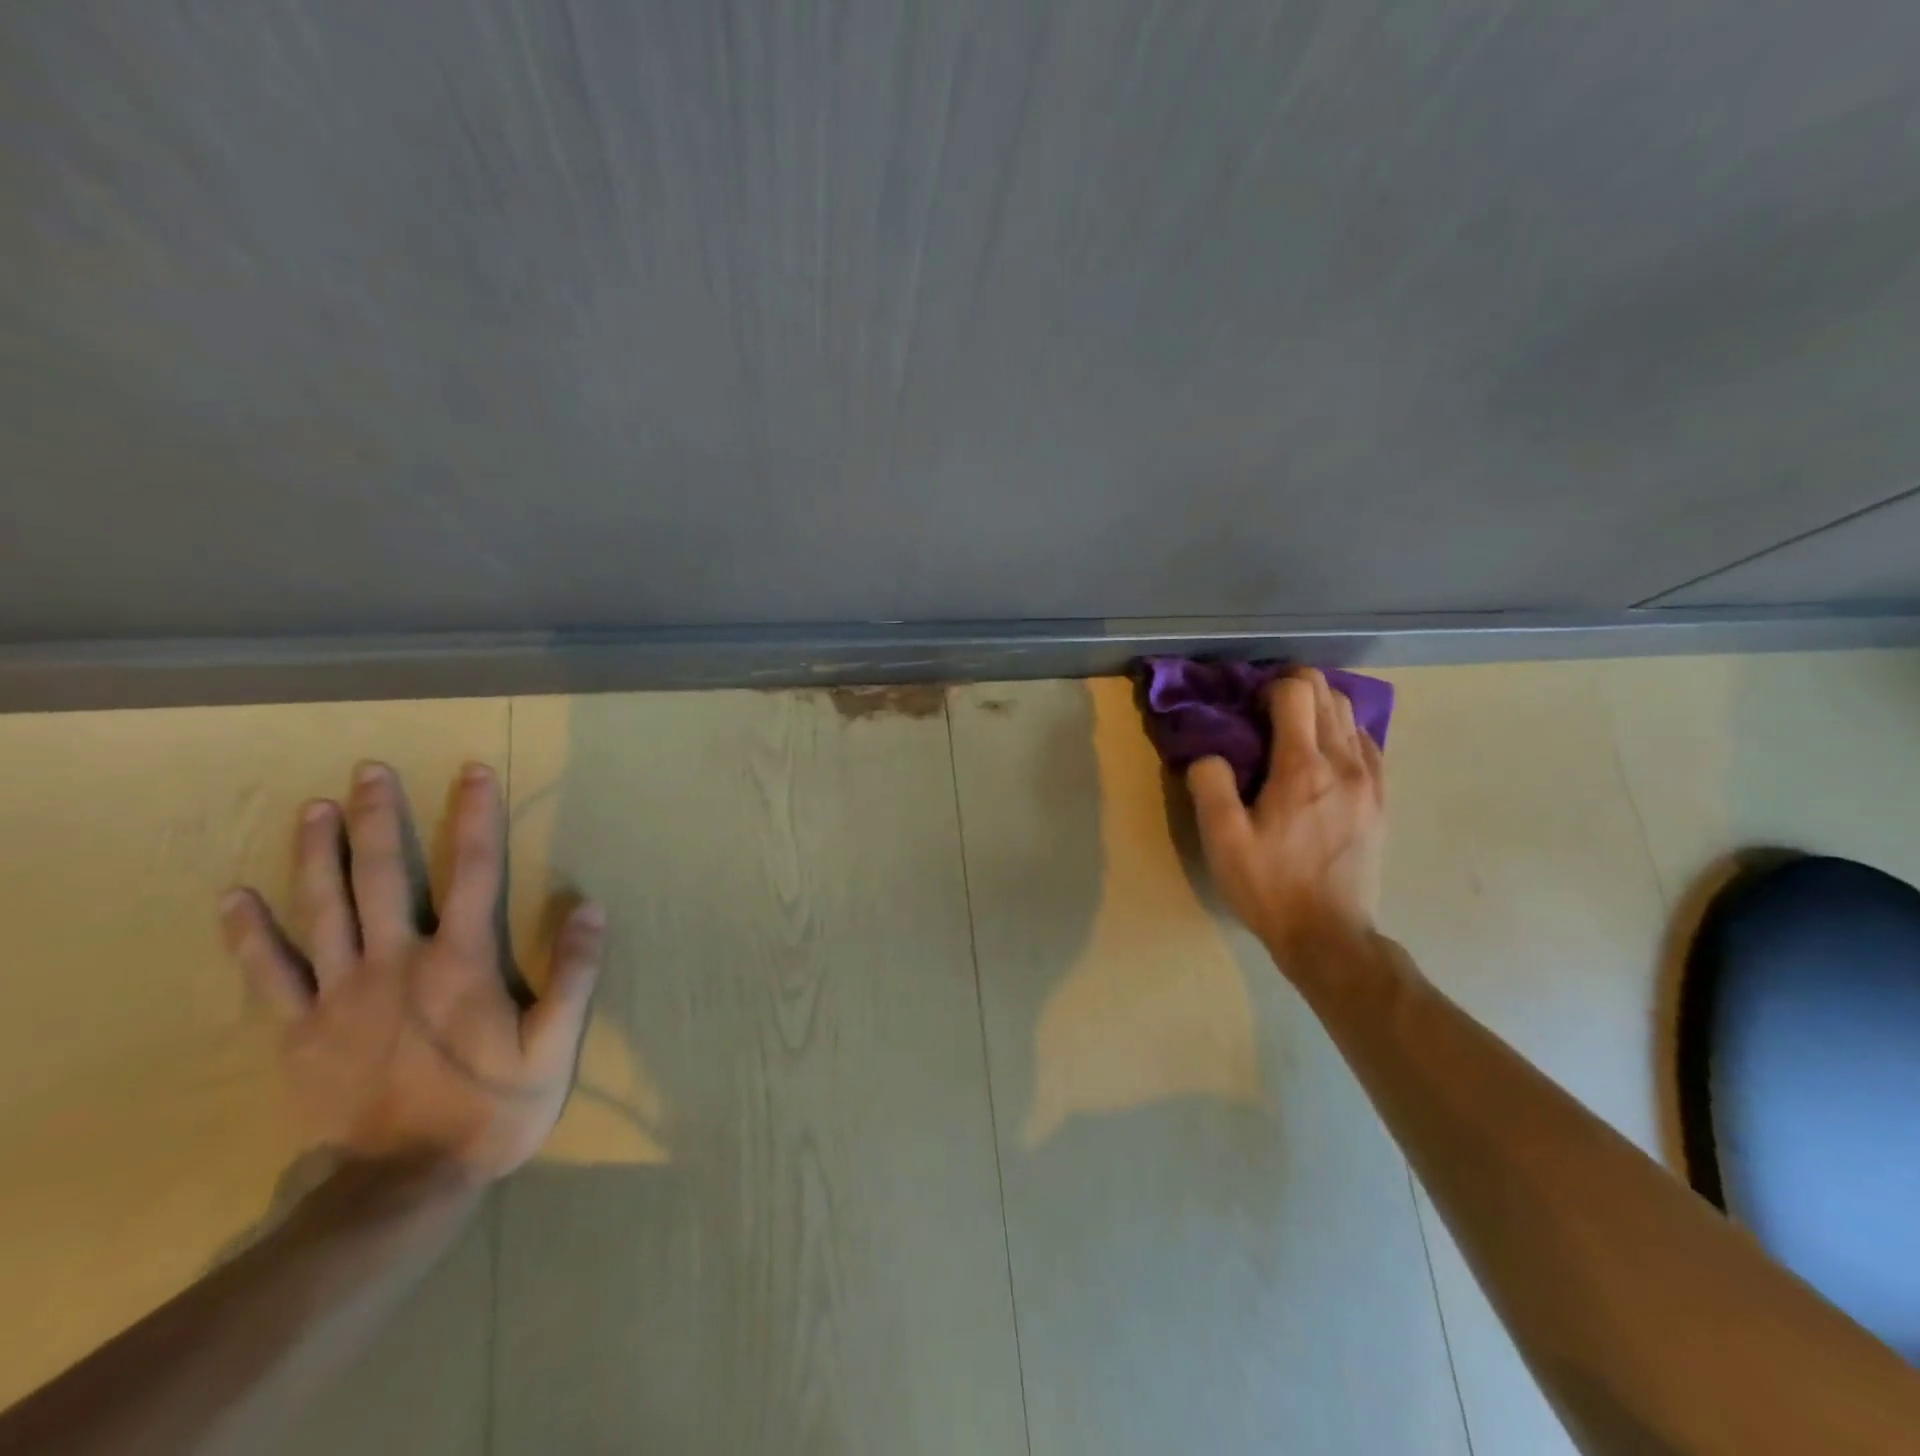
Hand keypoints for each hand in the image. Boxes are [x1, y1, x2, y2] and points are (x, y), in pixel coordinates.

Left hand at [219, 761, 603, 1182]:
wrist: (406, 1184)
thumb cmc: (492, 1107)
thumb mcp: (556, 1044)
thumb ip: (573, 973)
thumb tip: (589, 906)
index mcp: (460, 961)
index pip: (473, 871)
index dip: (475, 816)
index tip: (472, 772)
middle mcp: (396, 962)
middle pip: (382, 876)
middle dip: (377, 818)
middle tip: (368, 771)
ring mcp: (339, 995)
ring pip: (322, 910)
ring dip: (317, 854)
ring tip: (313, 808)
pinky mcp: (299, 1031)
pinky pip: (269, 974)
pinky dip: (249, 934)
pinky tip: (234, 898)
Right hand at [1187, 668, 1385, 963]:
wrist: (1328, 936)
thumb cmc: (1269, 886)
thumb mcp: (1221, 840)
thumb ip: (1210, 784)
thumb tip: (1211, 754)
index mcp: (1302, 767)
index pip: (1297, 692)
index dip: (1270, 687)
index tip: (1248, 708)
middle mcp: (1344, 763)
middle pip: (1329, 695)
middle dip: (1296, 688)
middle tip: (1264, 711)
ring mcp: (1371, 782)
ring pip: (1353, 717)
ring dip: (1321, 708)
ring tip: (1292, 730)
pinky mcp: (1381, 801)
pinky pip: (1369, 745)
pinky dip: (1345, 733)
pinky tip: (1325, 754)